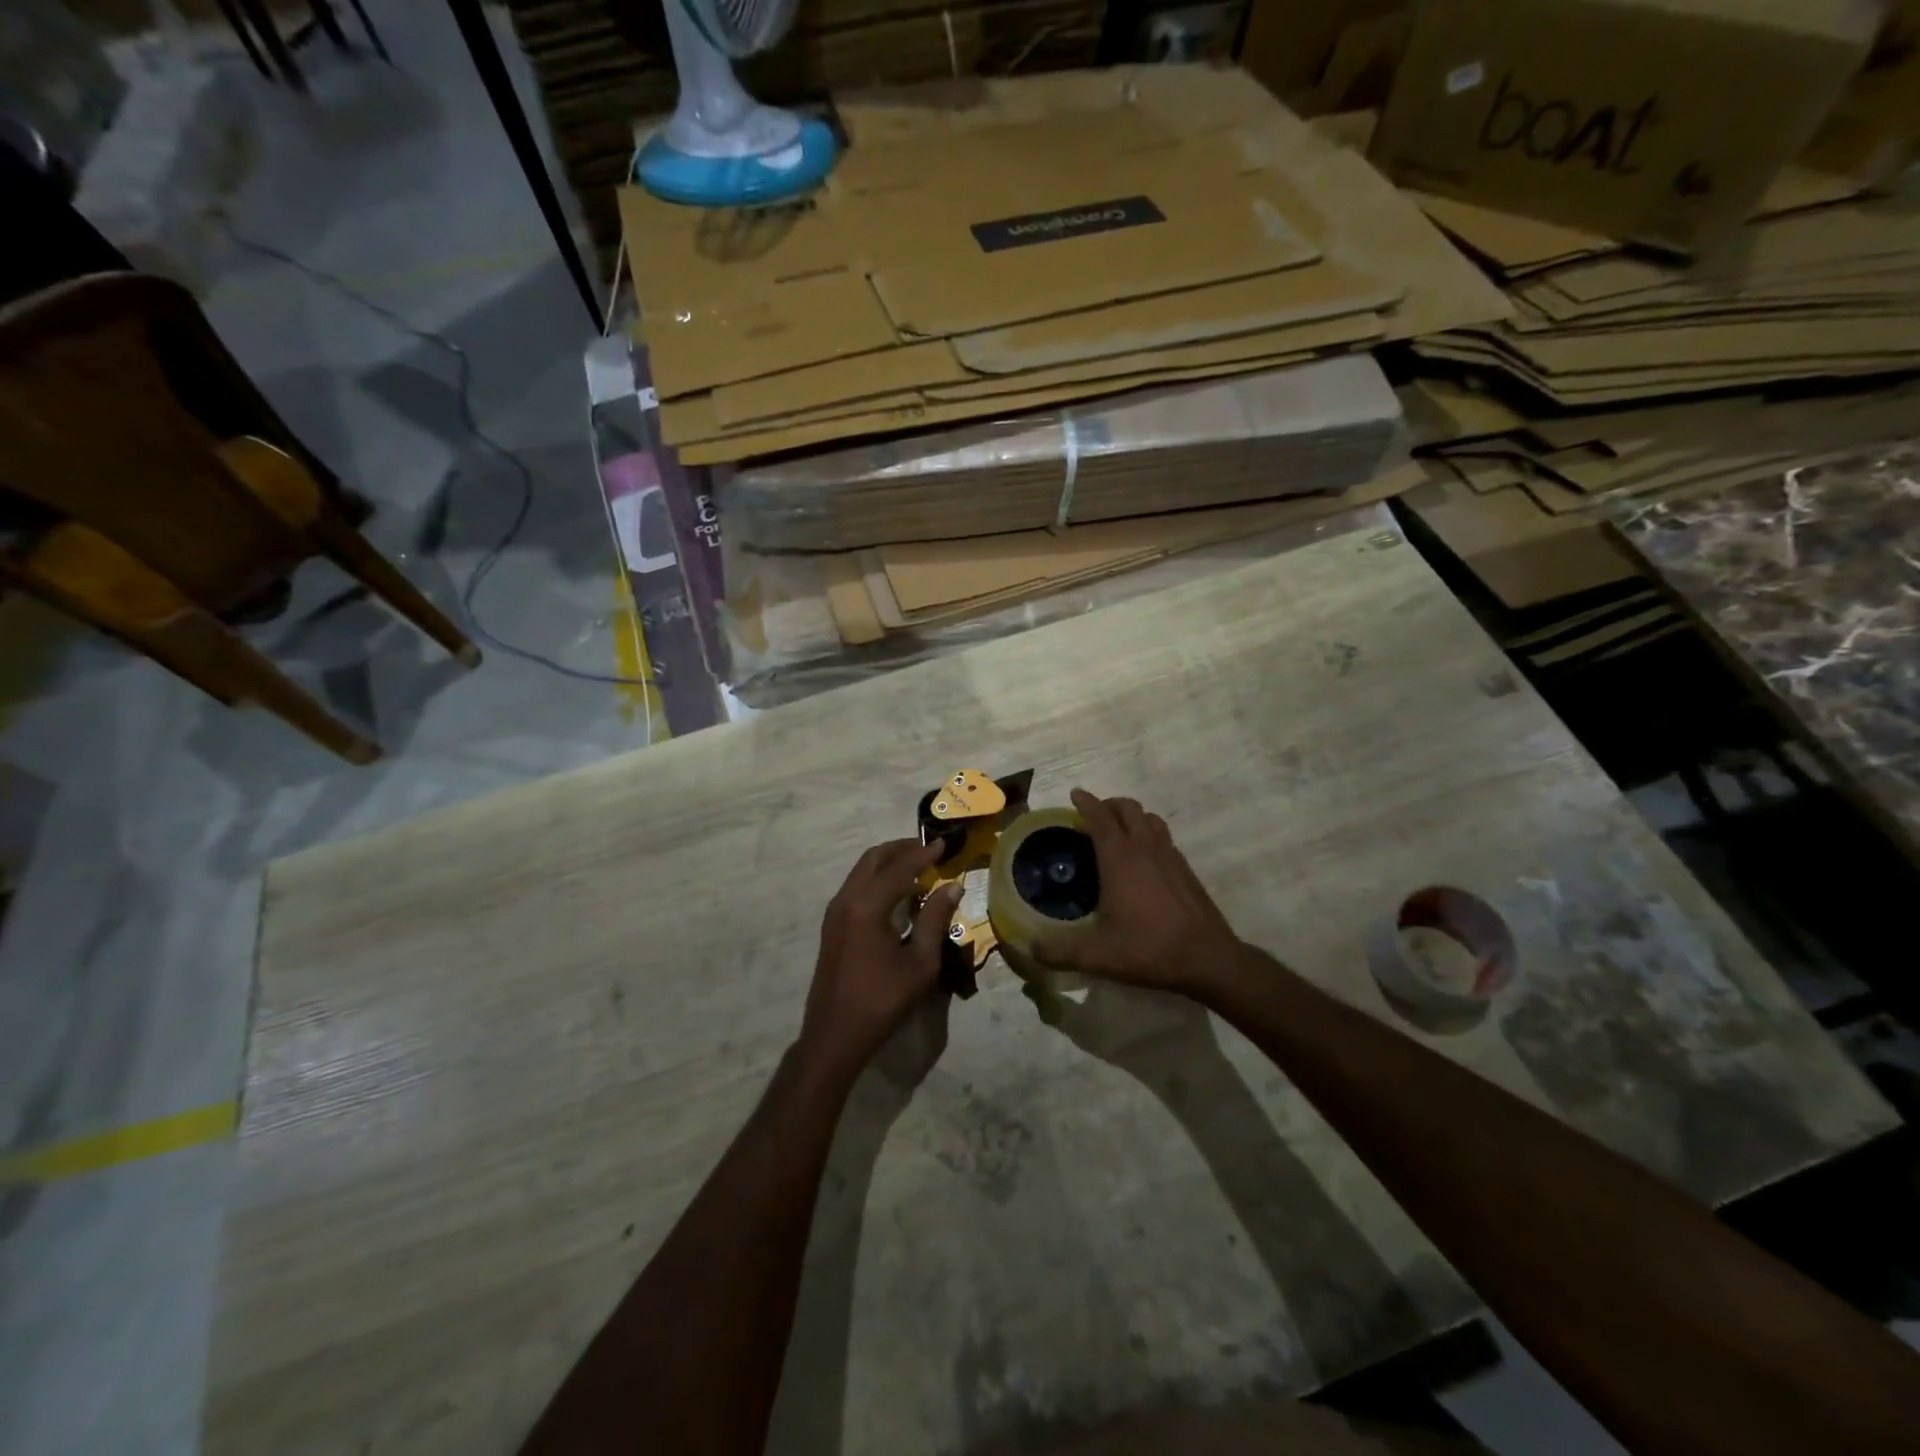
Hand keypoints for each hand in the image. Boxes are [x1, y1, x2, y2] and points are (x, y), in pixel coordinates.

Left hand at [797, 839, 961, 1084]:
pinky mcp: (832, 926)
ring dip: (888, 863)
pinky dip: (877, 879)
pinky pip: (856, 887)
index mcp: (867, 906)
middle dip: (901, 849)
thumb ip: (936, 920)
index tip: (944, 844)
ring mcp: (834, 913)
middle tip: (929, 850)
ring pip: (861, 871)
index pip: (899, 868)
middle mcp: (846, 900)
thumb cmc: (883, 1001)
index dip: (923, 854)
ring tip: (917, 868)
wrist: (835, 1036)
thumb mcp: (920, 963)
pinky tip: (897, 893)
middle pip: (873, 859)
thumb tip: (952, 886)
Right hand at [1033, 789, 1240, 994]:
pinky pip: (1164, 837)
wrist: (1208, 959)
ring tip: (1119, 830)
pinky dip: (1150, 834)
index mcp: (1119, 857)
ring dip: (1132, 816)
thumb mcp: (1096, 955)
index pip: (1100, 816)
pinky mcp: (1186, 869)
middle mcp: (1145, 847)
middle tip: (1093, 815)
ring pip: (1150, 818)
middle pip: (1128, 808)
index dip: (1086, 802)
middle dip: (1109, 804)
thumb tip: (1029, 948)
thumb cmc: (1148, 948)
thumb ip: (1058, 951)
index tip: (1075, 795)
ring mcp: (1170, 856)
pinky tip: (1145, 858)